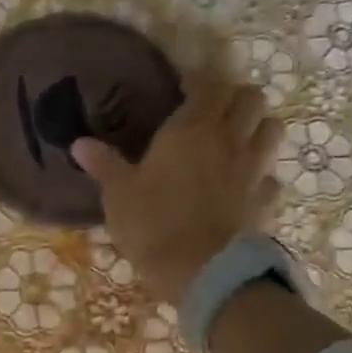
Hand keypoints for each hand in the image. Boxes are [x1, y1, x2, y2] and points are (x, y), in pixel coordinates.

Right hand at [72, 75, 282, 306]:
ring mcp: (254, 169)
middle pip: (251, 98)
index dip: (198, 80)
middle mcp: (229, 140)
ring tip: (236, 140)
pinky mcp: (266, 200)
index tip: (183, 86)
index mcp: (191, 130)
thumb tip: (79, 143)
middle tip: (213, 111)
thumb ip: (104, 165)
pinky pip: (271, 175)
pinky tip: (244, 185)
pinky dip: (261, 174)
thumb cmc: (154, 226)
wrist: (203, 272)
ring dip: (257, 127)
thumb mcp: (119, 195)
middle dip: (235, 98)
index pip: (208, 85)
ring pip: (272, 129)